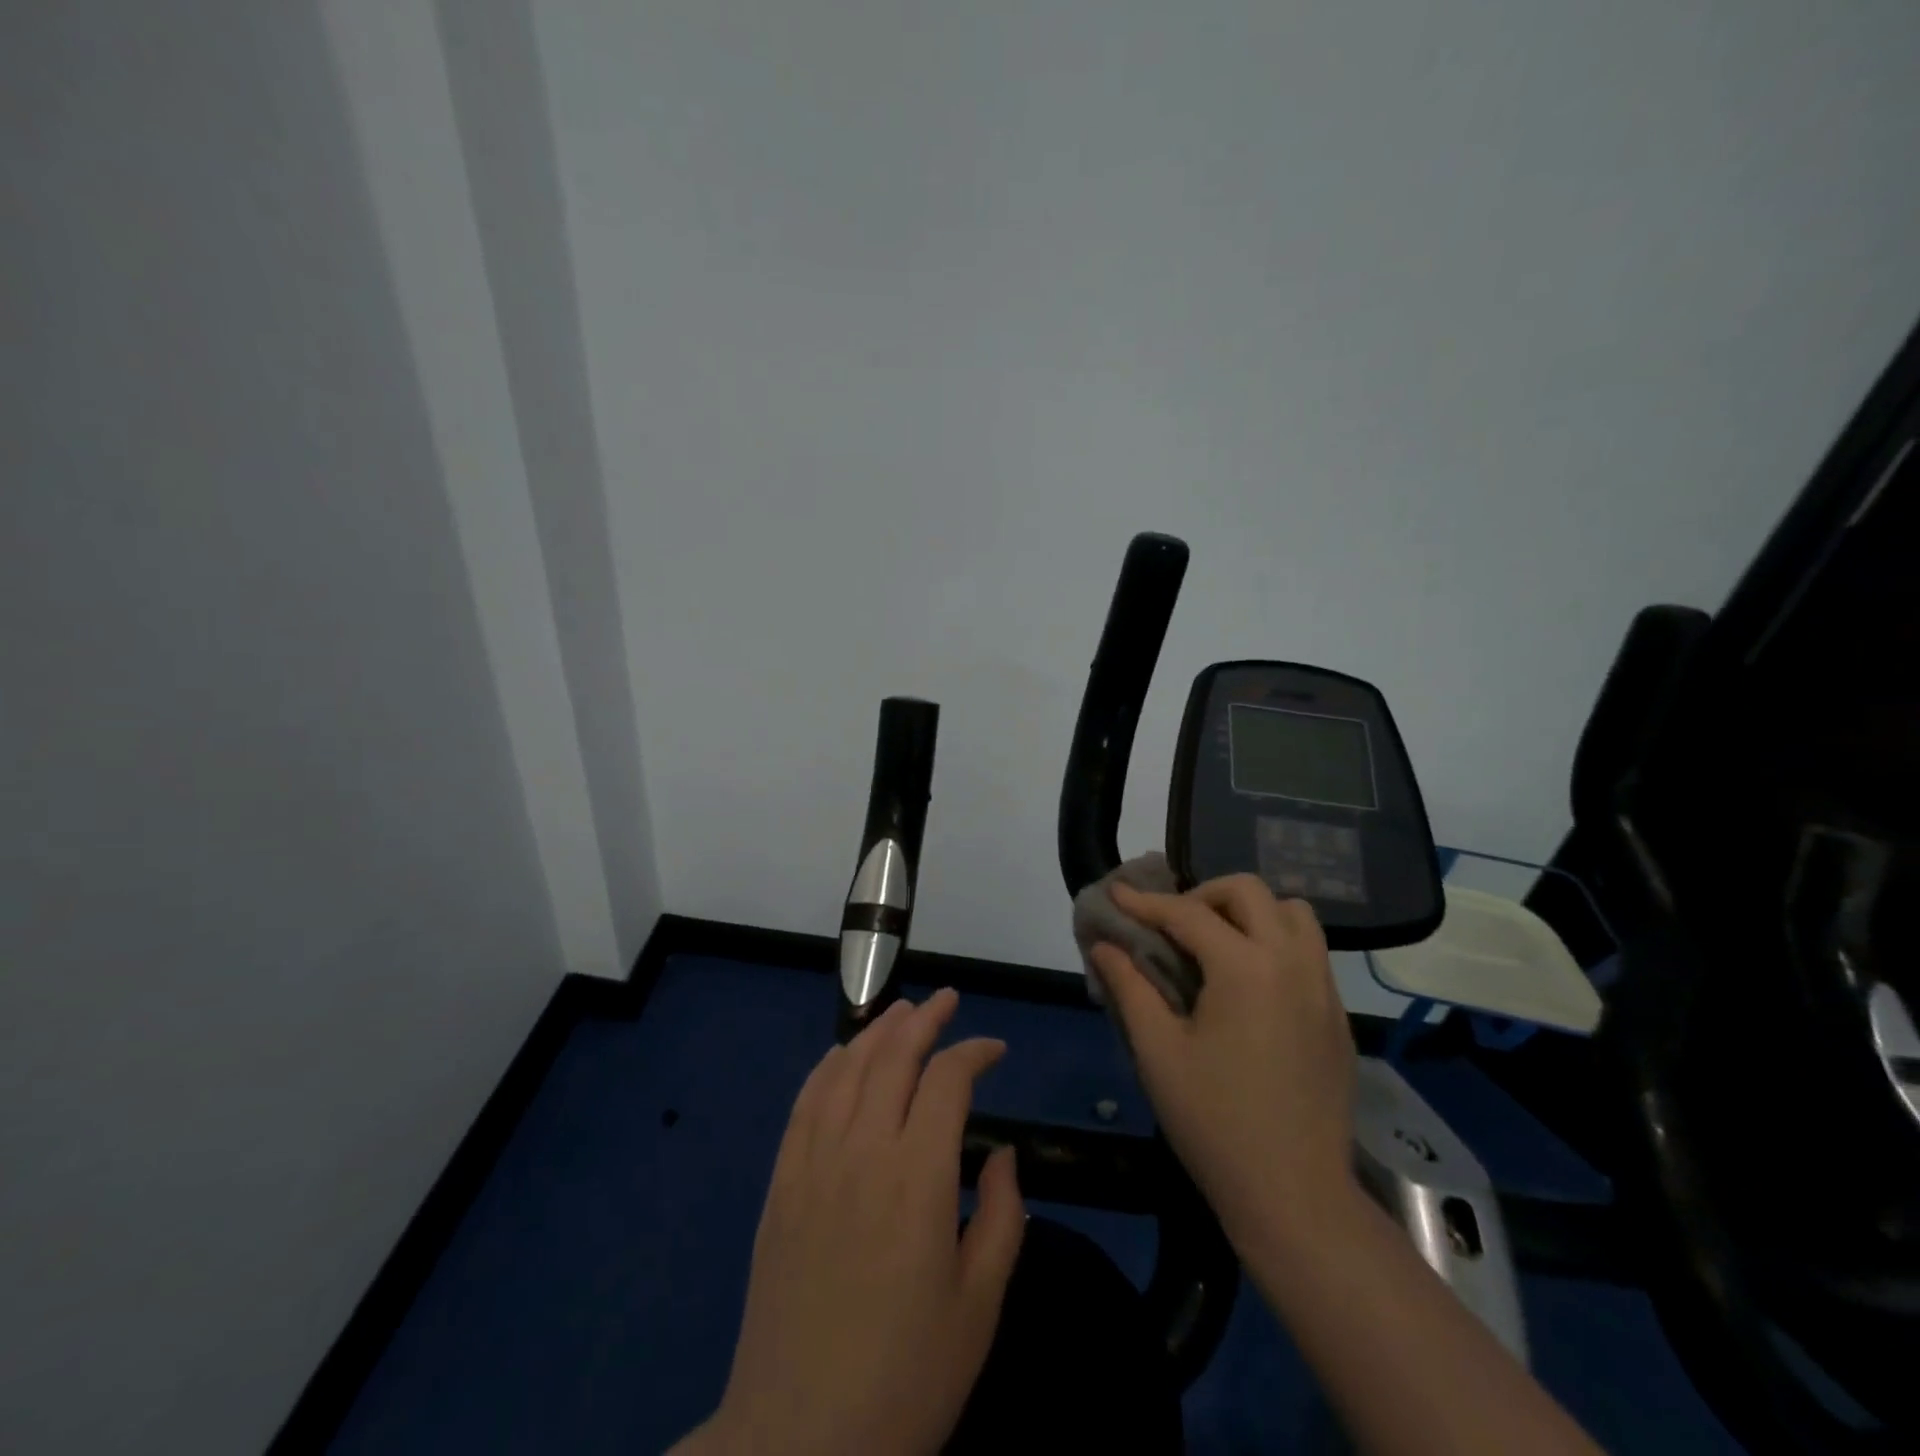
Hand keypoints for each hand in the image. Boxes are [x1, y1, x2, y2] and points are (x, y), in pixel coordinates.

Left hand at [683, 989, 1025, 1455]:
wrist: (798, 1441)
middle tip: (946, 1000)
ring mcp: (814, 1162)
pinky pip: (804, 1103)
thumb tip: (1002, 1154)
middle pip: (893, 1055)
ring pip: (846, 1068)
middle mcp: (863, 1151)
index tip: (996, 1049)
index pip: (948, 1080)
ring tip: (901, 1011)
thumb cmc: (905, 1379)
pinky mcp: (781, 1183)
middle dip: (924, 1018)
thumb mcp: (979, 1307)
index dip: (975, 1051)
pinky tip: (840, 1054)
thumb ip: (1002, 1218)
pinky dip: (827, 1066)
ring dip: (876, 1030)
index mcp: (919, 1178)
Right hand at [1089, 876, 1358, 1251]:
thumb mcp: (1158, 1052)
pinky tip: (1249, 984)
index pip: (1187, 913)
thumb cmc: (1215, 1122)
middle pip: (1249, 891)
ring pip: (1292, 914)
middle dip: (1203, 894)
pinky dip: (1275, 943)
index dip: (1145, 901)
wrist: (1295, 1196)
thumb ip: (1129, 986)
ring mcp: (1323, 988)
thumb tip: (1104, 945)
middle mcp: (1292, 963)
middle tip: (1172, 923)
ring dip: (1249, 912)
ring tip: (1217, 943)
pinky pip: (1310, 951)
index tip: (1116, 893)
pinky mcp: (1337, 1016)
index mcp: (1245, 968)